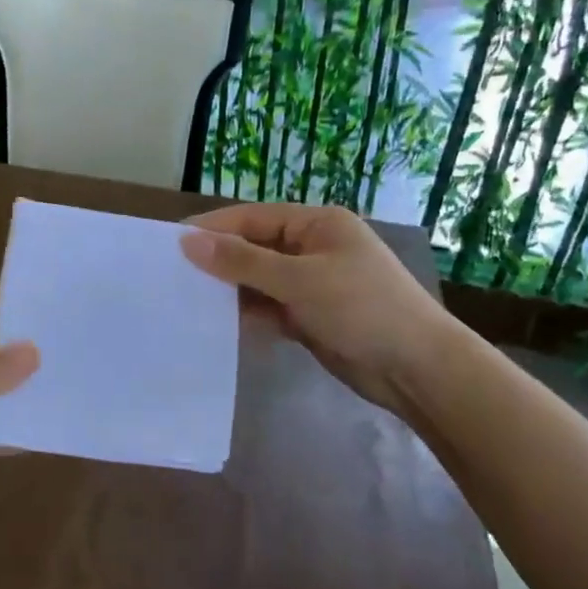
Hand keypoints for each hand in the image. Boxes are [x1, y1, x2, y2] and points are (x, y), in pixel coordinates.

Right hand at [181, 203, 448, 416]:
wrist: (417, 370)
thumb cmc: (362, 309)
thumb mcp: (299, 280)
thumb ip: (242, 262)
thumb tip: (188, 241)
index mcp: (317, 224)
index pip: (253, 218)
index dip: (213, 229)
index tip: (170, 244)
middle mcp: (312, 248)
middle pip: (254, 248)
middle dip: (218, 261)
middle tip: (171, 276)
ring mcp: (311, 284)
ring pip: (258, 281)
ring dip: (230, 290)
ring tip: (184, 301)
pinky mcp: (309, 317)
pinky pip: (268, 308)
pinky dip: (247, 314)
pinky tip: (215, 325)